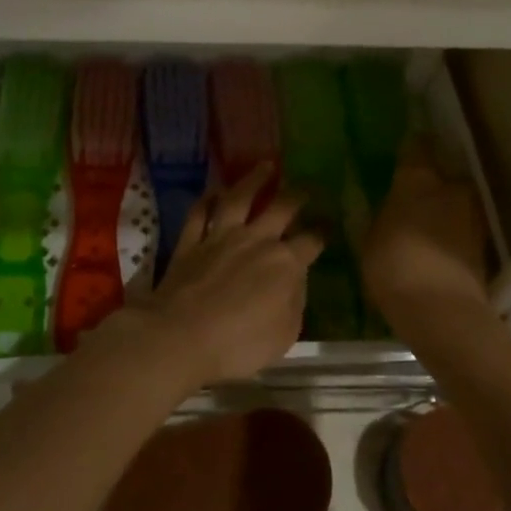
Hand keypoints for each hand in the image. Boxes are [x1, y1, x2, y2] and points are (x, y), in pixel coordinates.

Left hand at [109, 166, 320, 383]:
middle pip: (280, 208)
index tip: (330, 223)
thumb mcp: (285, 334)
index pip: (311, 241)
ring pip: (239, 198)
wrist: (181, 335)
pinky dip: (207, 200)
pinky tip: (213, 192)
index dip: (323, 231)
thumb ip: (295, 302)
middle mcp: (255, 240)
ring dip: (254, 180)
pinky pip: (199, 213)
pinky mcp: (190, 242)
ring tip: (266, 166)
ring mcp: (220, 237)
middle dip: (297, 195)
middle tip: (307, 185)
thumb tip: (297, 280)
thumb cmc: (240, 344)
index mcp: (285, 263)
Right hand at [363, 151, 489, 318]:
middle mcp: (451, 189)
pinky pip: (463, 230)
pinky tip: (437, 249)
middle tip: (414, 198)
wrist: (443, 311)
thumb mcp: (370, 240)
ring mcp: (473, 218)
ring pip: (457, 204)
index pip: (417, 148)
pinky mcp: (484, 246)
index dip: (412, 147)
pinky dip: (452, 235)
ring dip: (445, 211)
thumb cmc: (395, 266)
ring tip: (425, 228)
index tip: (406, 148)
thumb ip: (382, 217)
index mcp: (418, 181)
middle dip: (433, 184)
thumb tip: (388, 210)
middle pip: (444, 176)